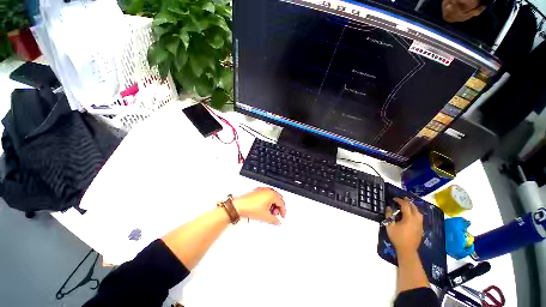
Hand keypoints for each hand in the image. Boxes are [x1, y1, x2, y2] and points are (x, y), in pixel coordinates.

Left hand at [233, 187, 285, 224]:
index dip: (283, 211)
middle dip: (278, 207)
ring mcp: (262, 190)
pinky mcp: (257, 191)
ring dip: (273, 204)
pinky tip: (264, 208)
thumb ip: (274, 220)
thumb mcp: (265, 217)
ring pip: (272, 196)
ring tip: (269, 212)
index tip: (282, 215)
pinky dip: (267, 201)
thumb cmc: (250, 207)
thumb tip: (277, 222)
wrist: (239, 205)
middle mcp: (268, 190)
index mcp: (272, 194)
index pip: (282, 202)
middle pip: (278, 198)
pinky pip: (266, 195)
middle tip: (276, 214)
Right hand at [385, 197, 422, 255]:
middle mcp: (416, 220)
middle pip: (414, 207)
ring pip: (419, 212)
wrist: (407, 250)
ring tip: (408, 205)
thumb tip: (389, 207)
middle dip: (408, 202)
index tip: (394, 199)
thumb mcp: (389, 225)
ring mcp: (420, 224)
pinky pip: (420, 217)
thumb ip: (389, 215)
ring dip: (413, 207)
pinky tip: (411, 214)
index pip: (405, 205)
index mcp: (409, 218)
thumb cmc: (397, 237)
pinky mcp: (421, 228)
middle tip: (402, 198)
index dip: (399, 200)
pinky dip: (415, 212)